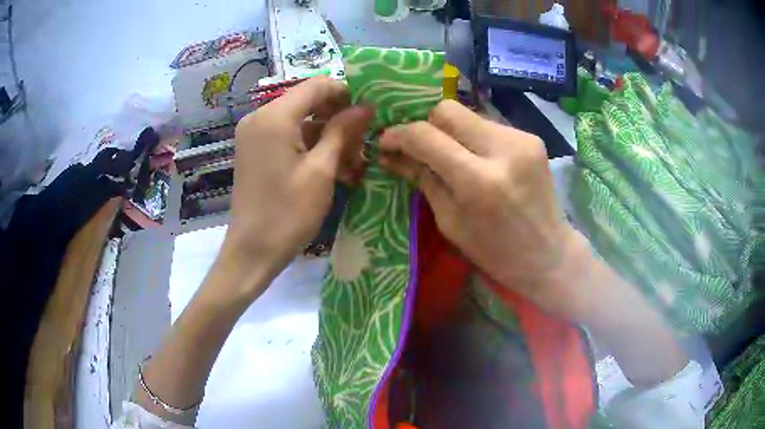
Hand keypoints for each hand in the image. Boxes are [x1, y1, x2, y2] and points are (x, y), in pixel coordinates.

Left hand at [224, 77, 372, 286]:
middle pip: (308, 102)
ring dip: (328, 137)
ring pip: (300, 122)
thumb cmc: (288, 213)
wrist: (252, 251)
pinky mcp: (255, 150)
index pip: (317, 85)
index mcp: (274, 117)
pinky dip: (310, 147)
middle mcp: (260, 117)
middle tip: (362, 143)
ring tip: (353, 163)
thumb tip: (365, 106)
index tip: (368, 114)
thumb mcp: (321, 170)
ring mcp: (255, 134)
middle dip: (338, 119)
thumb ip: (342, 131)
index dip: (346, 94)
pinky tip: (333, 168)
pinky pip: (288, 137)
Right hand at [379, 100, 584, 315]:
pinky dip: (475, 137)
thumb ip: (422, 179)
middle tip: (422, 147)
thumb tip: (391, 154)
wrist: (549, 253)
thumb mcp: (450, 222)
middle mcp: (502, 150)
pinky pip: (489, 125)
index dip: (399, 135)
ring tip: (452, 156)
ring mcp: (522, 139)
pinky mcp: (532, 137)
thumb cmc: (495, 252)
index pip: (425, 136)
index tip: (386, 142)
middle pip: (447, 110)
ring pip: (469, 114)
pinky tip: (479, 159)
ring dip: (452, 131)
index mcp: (477, 182)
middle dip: (426, 125)